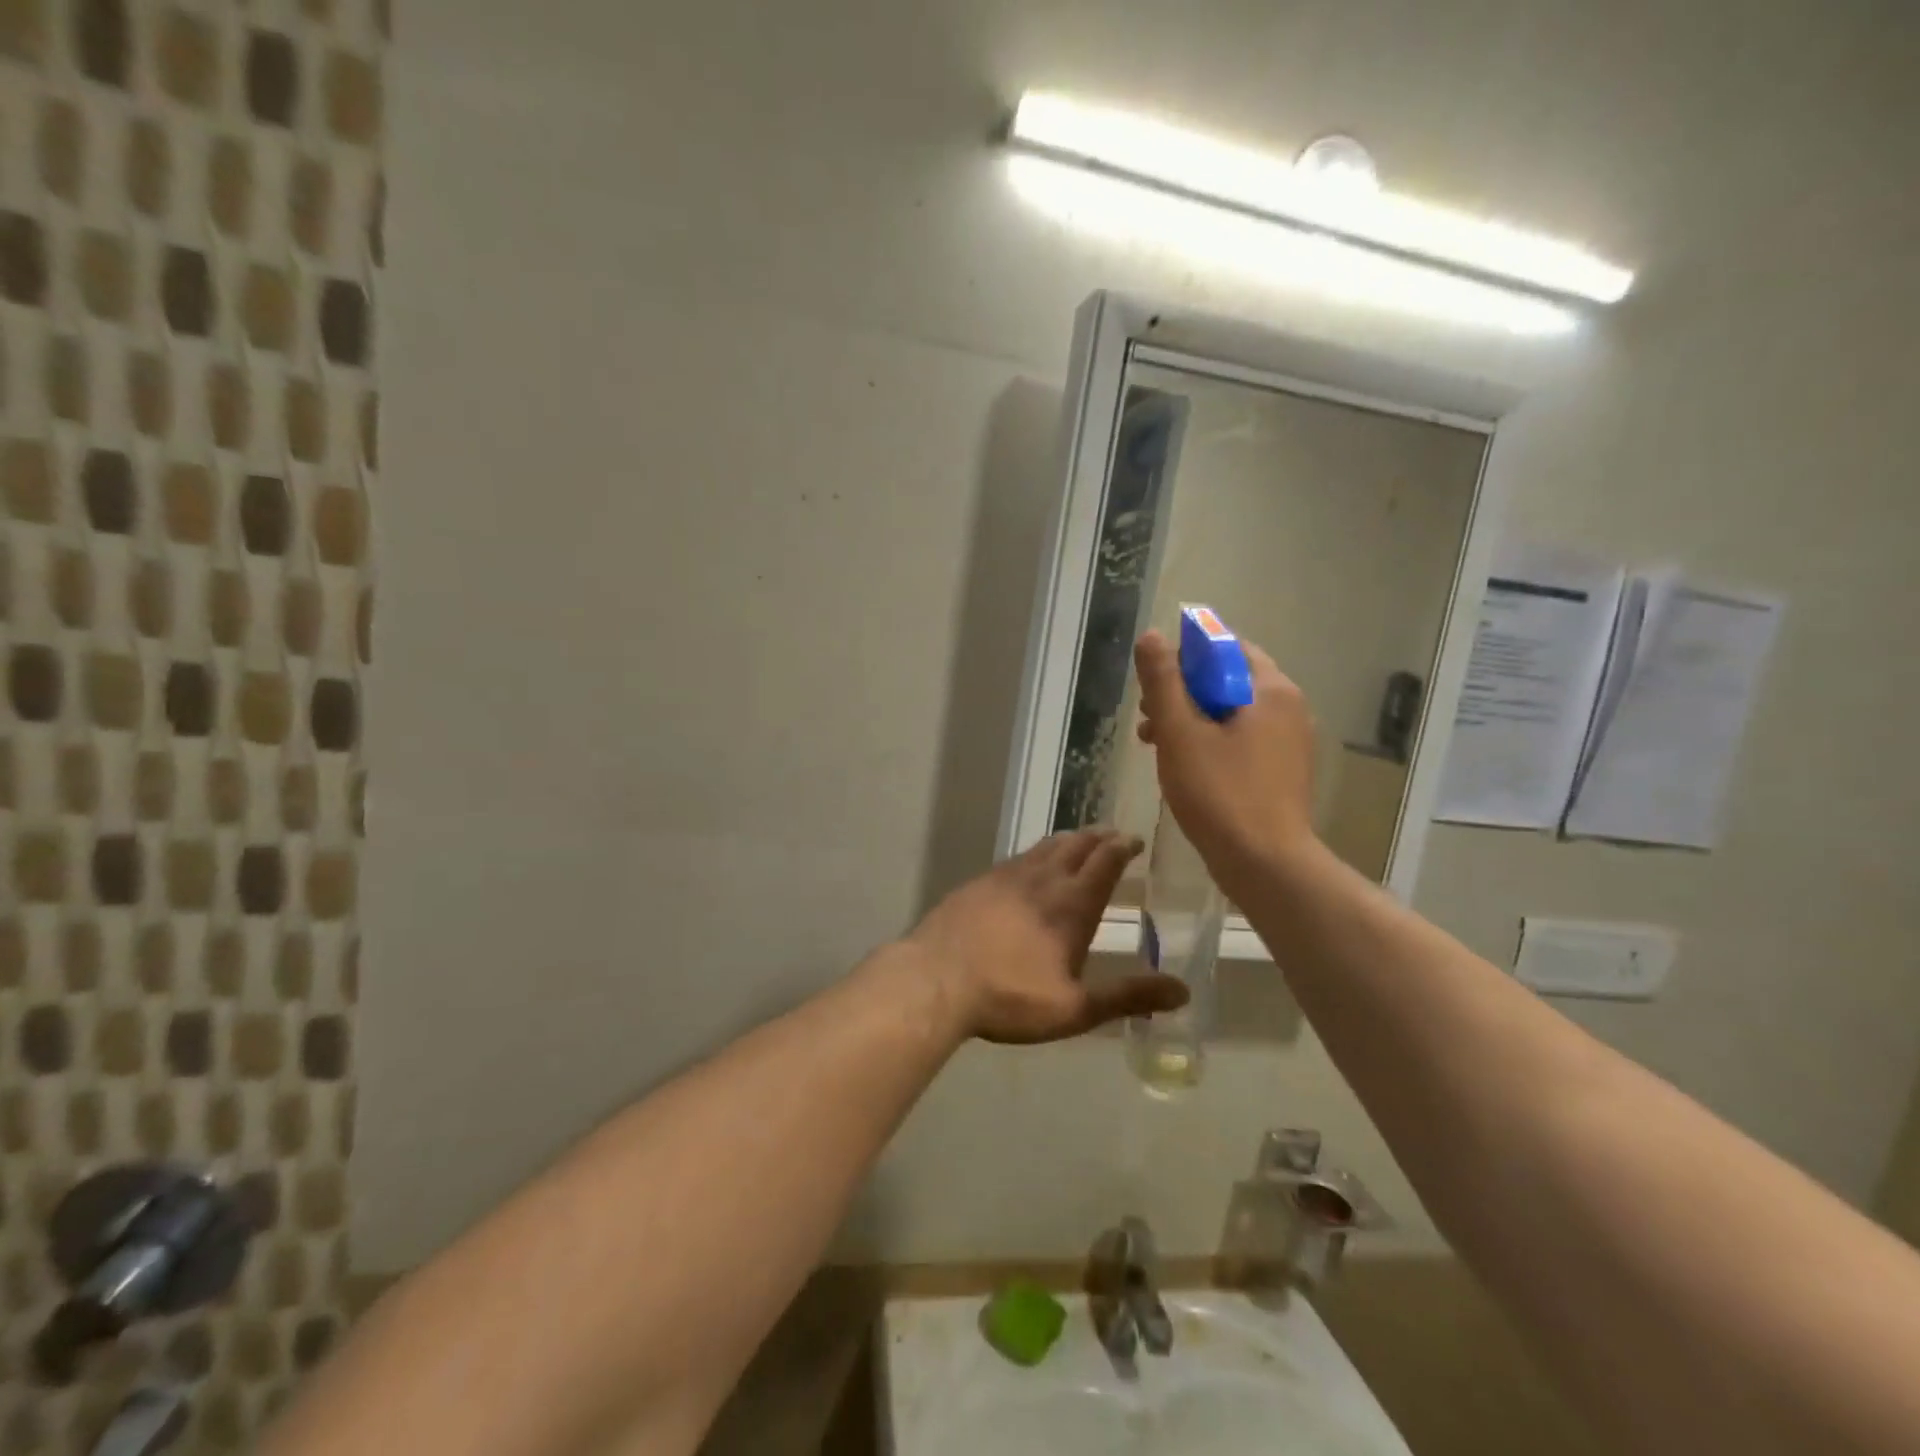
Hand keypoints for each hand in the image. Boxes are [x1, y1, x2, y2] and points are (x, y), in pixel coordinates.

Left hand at [905, 830, 1188, 1043]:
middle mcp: (1042, 880)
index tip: (1135, 839)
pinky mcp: (979, 882)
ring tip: (1079, 841)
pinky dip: (1036, 853)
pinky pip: (1017, 858)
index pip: (1105, 861)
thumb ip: (1128, 997)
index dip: (1122, 846)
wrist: (936, 979)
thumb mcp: (1075, 1008)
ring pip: (1045, 846)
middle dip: (1099, 837)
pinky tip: (1031, 864)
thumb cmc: (1009, 997)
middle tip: (1113, 835)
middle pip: (1076, 845)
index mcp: (1071, 905)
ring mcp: (1006, 876)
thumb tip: (1183, 992)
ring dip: (1068, 840)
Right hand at [1134, 629, 1317, 892]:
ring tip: (1156, 744)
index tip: (1154, 685)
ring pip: (1231, 712)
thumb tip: (1151, 636)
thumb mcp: (1180, 733)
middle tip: (1148, 718)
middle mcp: (1288, 708)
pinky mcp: (1283, 770)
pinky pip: (1242, 740)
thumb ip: (1163, 682)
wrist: (1265, 864)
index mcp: (1269, 690)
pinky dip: (1211, 742)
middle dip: (1183, 692)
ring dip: (1191, 719)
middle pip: (1227, 680)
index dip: (1184, 658)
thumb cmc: (1219, 793)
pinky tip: (1184, 766)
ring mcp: (1289, 741)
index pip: (1226, 647)